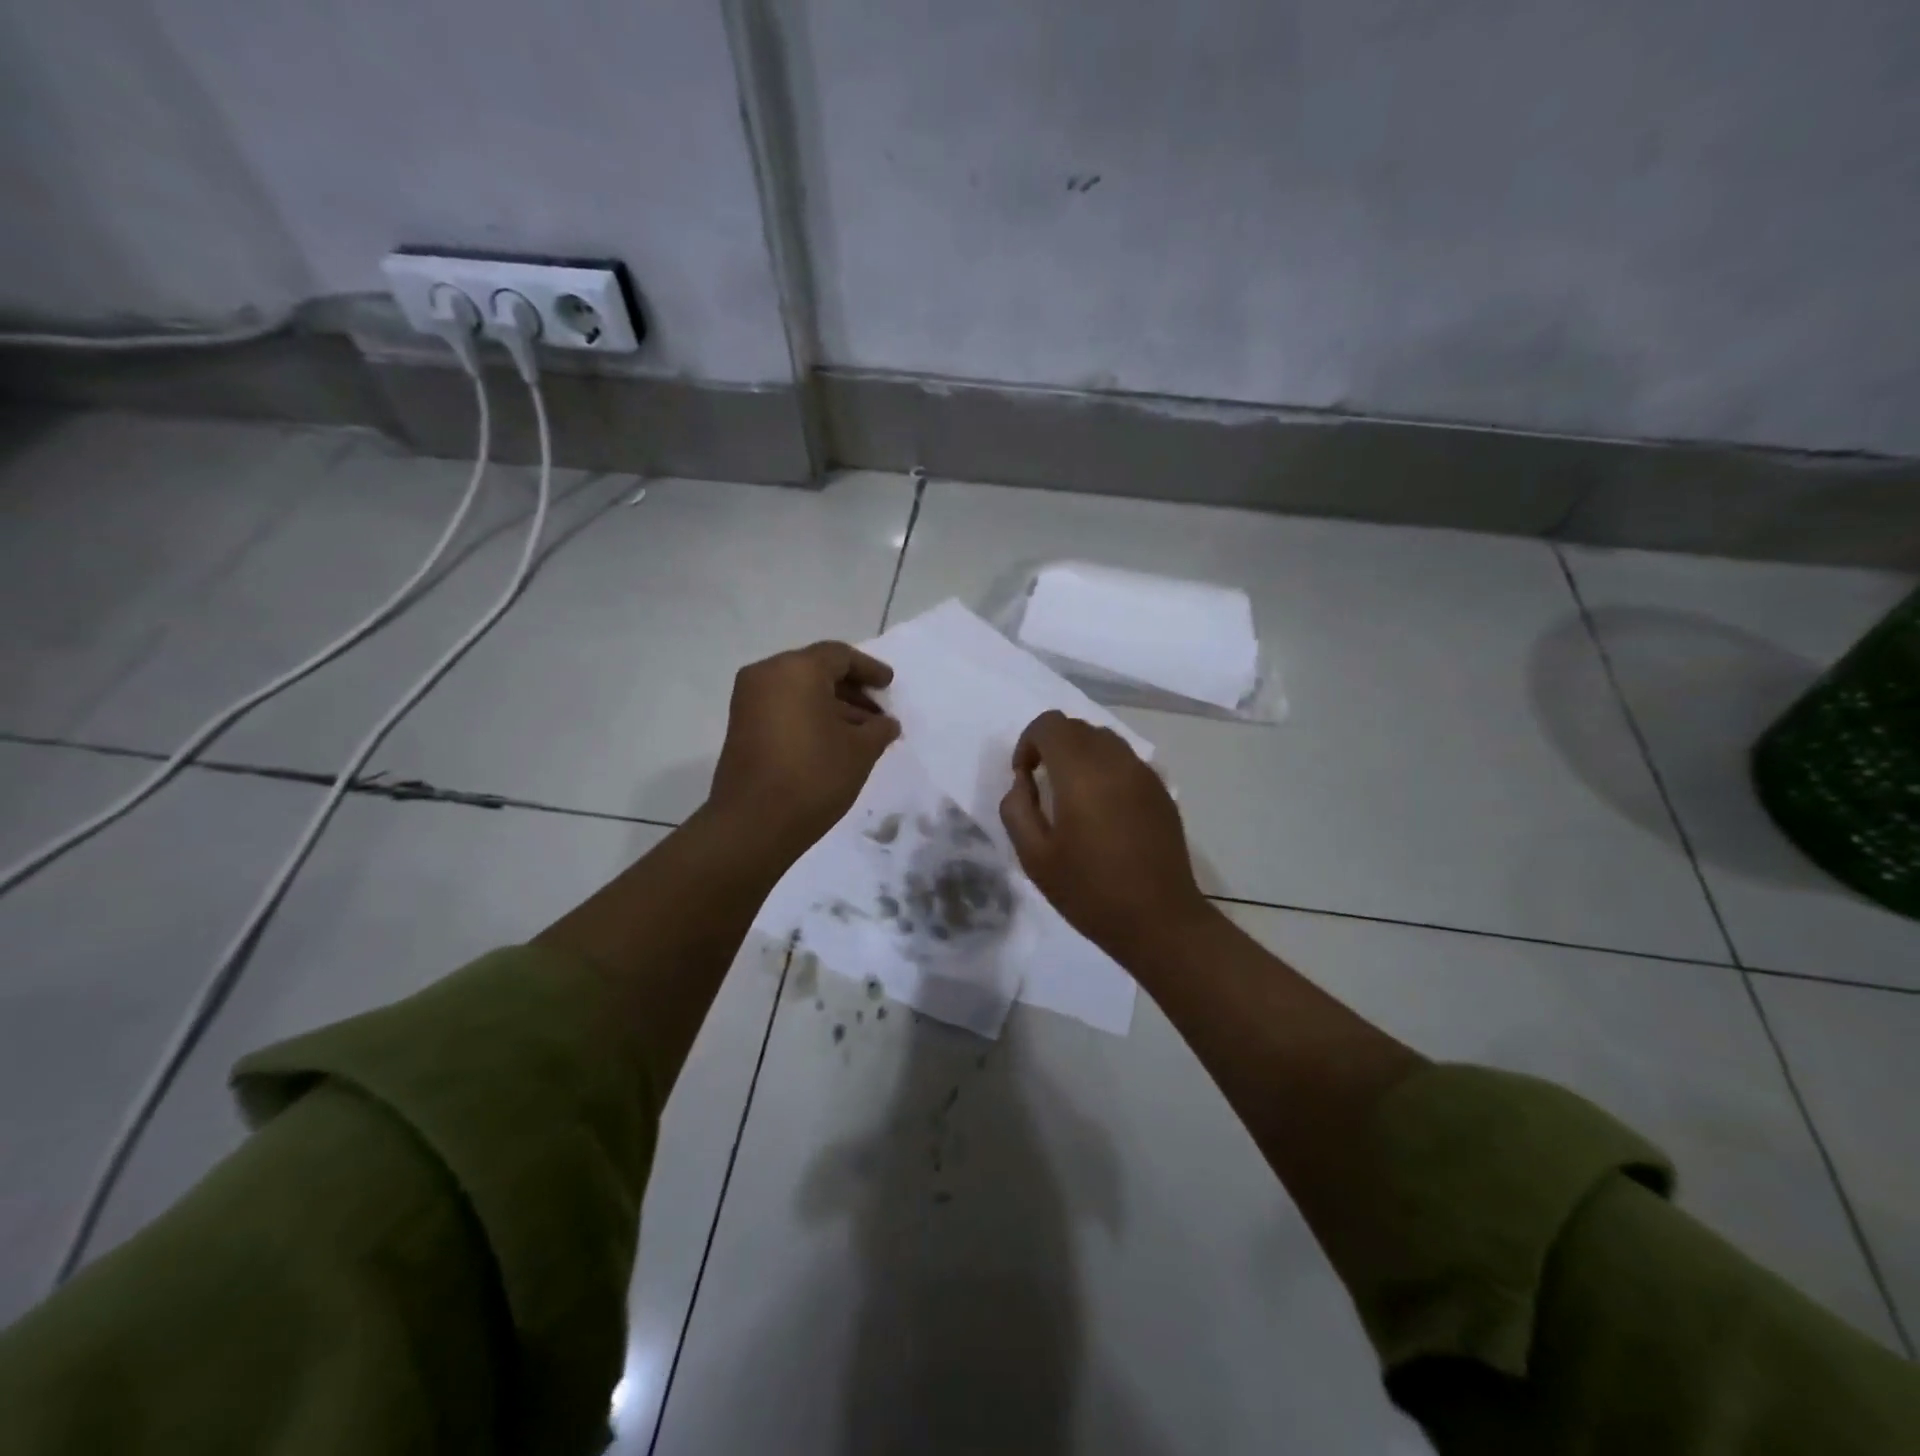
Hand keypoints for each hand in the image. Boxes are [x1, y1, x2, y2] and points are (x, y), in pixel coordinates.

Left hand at [708, 641, 899, 855]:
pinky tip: (835, 741)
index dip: (870, 669)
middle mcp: (767, 675)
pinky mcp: (742, 726)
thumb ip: (879, 729)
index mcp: (797, 669)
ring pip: (799, 690)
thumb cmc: (814, 775)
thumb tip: (886, 724)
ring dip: (832, 706)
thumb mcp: (860, 750)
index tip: (889, 685)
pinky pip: (784, 707)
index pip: (840, 656)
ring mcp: (749, 700)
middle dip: (851, 689)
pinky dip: (810, 716)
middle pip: (816, 670)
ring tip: (863, 733)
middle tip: (878, 712)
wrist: (753, 823)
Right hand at [999, 710, 1212, 960]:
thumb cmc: (1089, 892)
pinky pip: (1125, 760)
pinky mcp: (1161, 790)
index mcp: (1081, 773)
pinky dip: (1105, 769)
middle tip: (1045, 788)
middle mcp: (1116, 761)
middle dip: (1052, 747)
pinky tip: (1104, 811)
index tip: (1025, 778)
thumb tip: (1023, 781)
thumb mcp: (1034, 857)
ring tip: (1074, 797)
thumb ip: (1017, 808)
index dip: (1028, 743)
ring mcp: (1144, 773)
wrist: (1159, 920)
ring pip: (1104, 739)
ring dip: (1080, 755)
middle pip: (1077, 726)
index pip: (1050, 724)